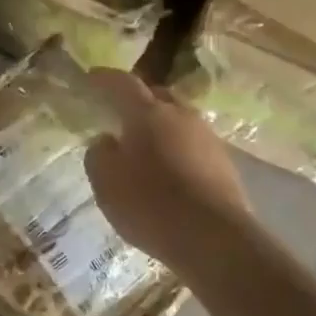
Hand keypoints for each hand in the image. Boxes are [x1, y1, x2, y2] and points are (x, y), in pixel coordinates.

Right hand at [85, 69, 253, 271]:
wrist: (215, 238)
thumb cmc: (151, 204)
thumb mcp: (106, 182)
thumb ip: (99, 155)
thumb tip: (107, 141)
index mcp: (147, 113)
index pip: (123, 83)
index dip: (105, 79)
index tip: (91, 78)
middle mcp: (180, 115)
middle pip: (157, 96)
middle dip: (138, 101)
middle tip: (121, 115)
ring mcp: (207, 138)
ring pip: (178, 121)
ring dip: (161, 128)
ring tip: (146, 148)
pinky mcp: (224, 163)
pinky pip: (193, 145)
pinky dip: (177, 151)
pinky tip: (170, 173)